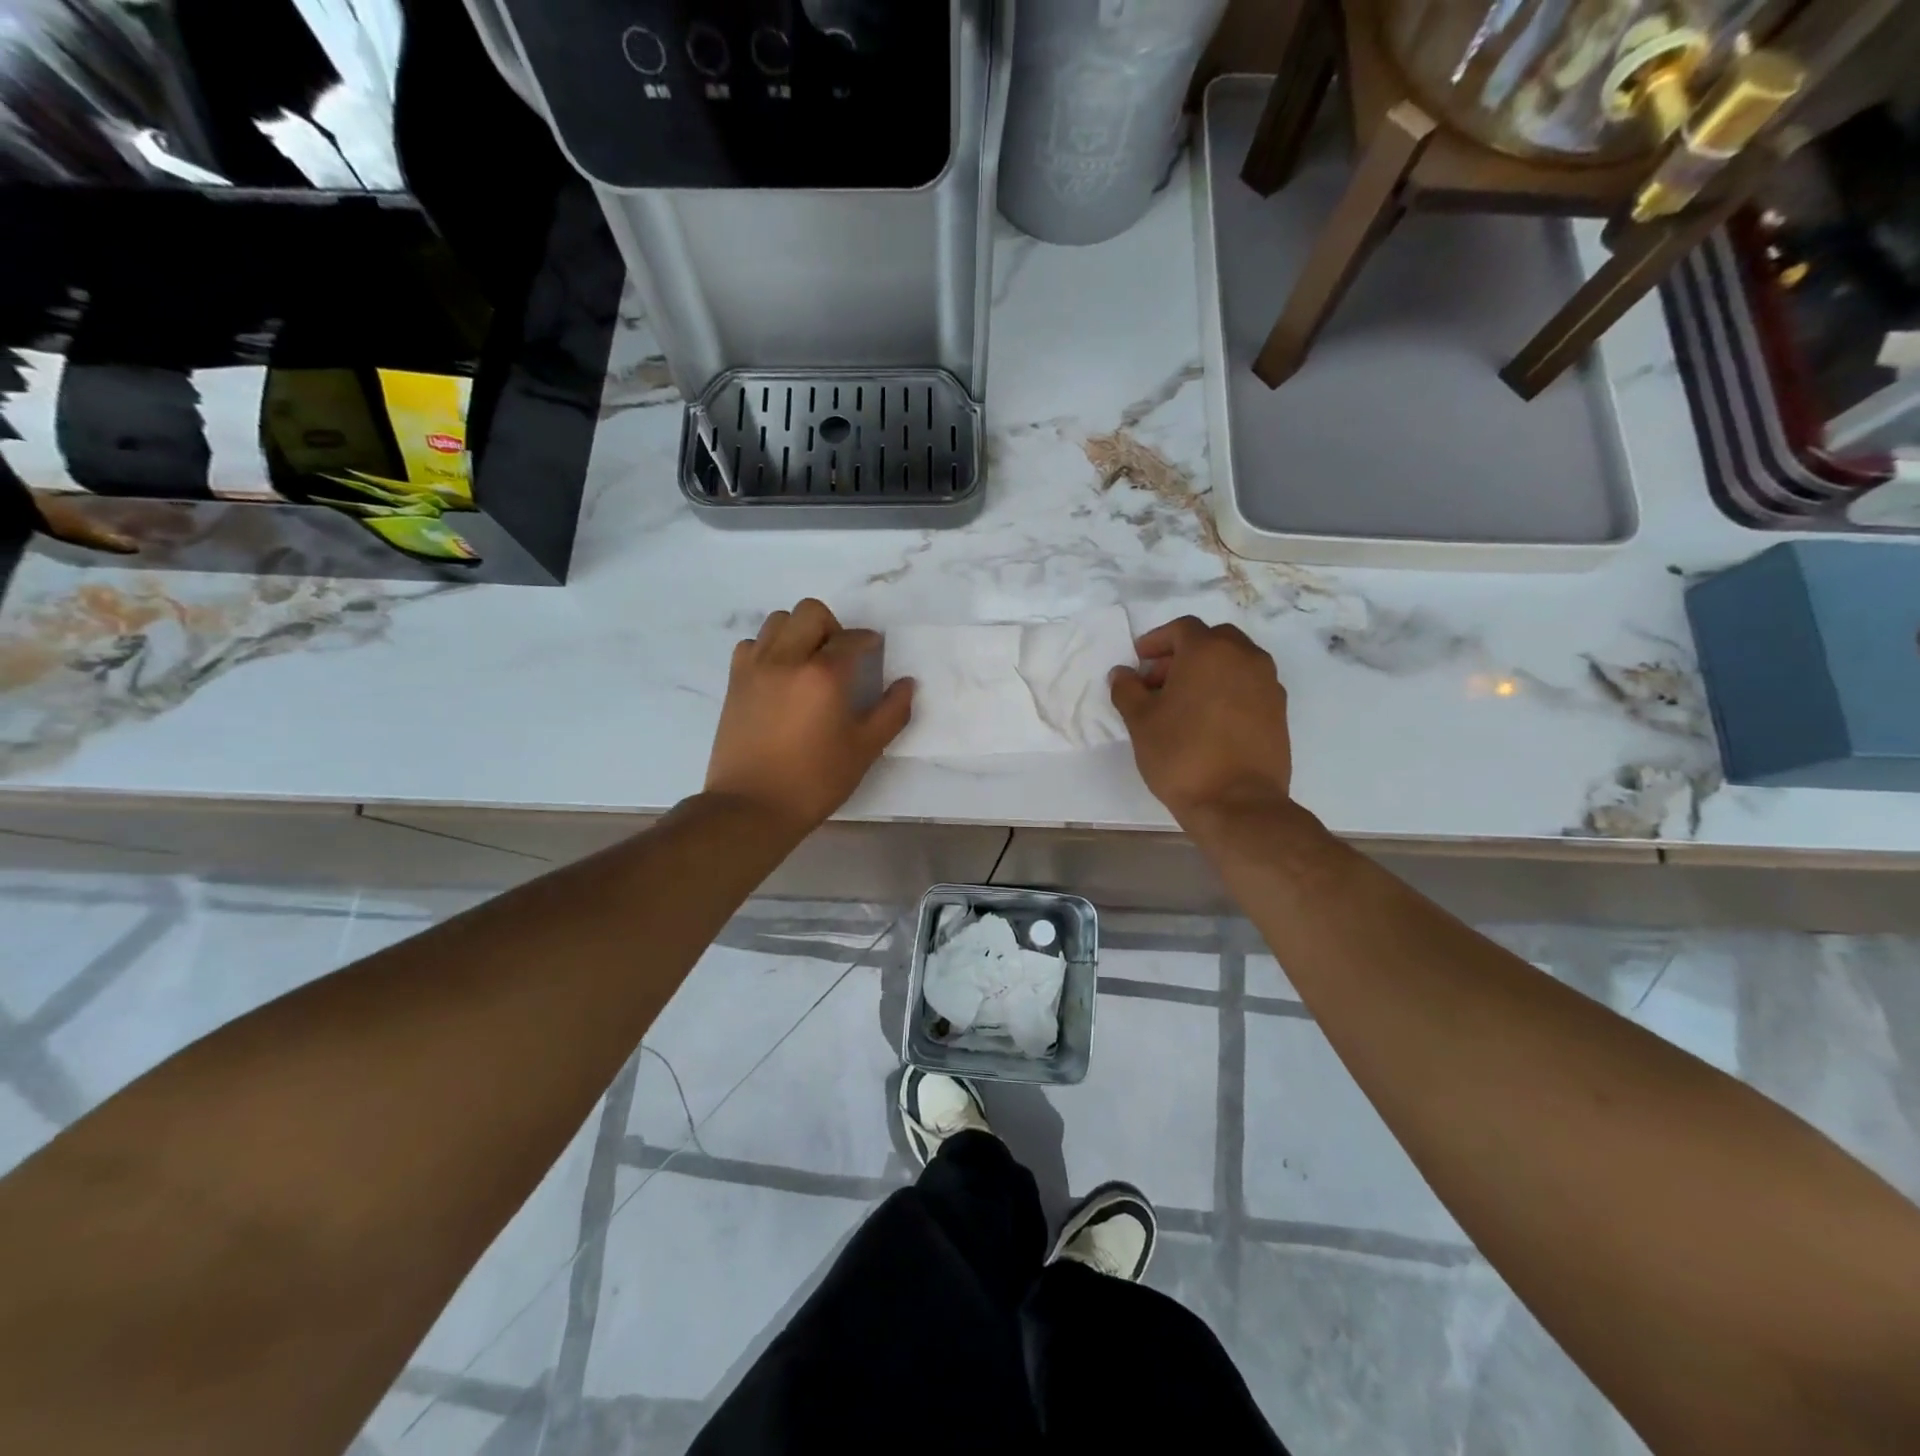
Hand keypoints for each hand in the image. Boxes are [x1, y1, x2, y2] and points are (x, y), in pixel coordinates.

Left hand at [705, 598, 913, 834]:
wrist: (752, 806)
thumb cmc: (815, 780)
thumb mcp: (864, 749)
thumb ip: (892, 712)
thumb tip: (907, 684)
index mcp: (824, 674)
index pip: (851, 639)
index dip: (868, 641)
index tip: (875, 651)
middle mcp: (787, 659)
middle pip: (811, 613)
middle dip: (833, 626)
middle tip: (841, 656)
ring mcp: (756, 667)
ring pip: (778, 621)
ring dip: (799, 631)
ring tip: (809, 661)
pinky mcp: (734, 681)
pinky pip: (751, 644)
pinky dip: (768, 648)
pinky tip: (779, 675)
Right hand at [1108, 616, 1292, 825]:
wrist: (1237, 803)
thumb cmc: (1181, 755)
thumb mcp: (1141, 722)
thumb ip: (1128, 690)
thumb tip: (1123, 674)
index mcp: (1209, 651)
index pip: (1182, 629)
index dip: (1157, 641)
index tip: (1140, 661)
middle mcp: (1245, 657)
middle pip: (1212, 640)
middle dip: (1183, 654)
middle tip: (1159, 682)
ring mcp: (1268, 683)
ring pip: (1234, 662)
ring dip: (1208, 671)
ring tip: (1183, 704)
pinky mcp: (1279, 710)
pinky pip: (1249, 686)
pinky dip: (1227, 690)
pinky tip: (1208, 721)